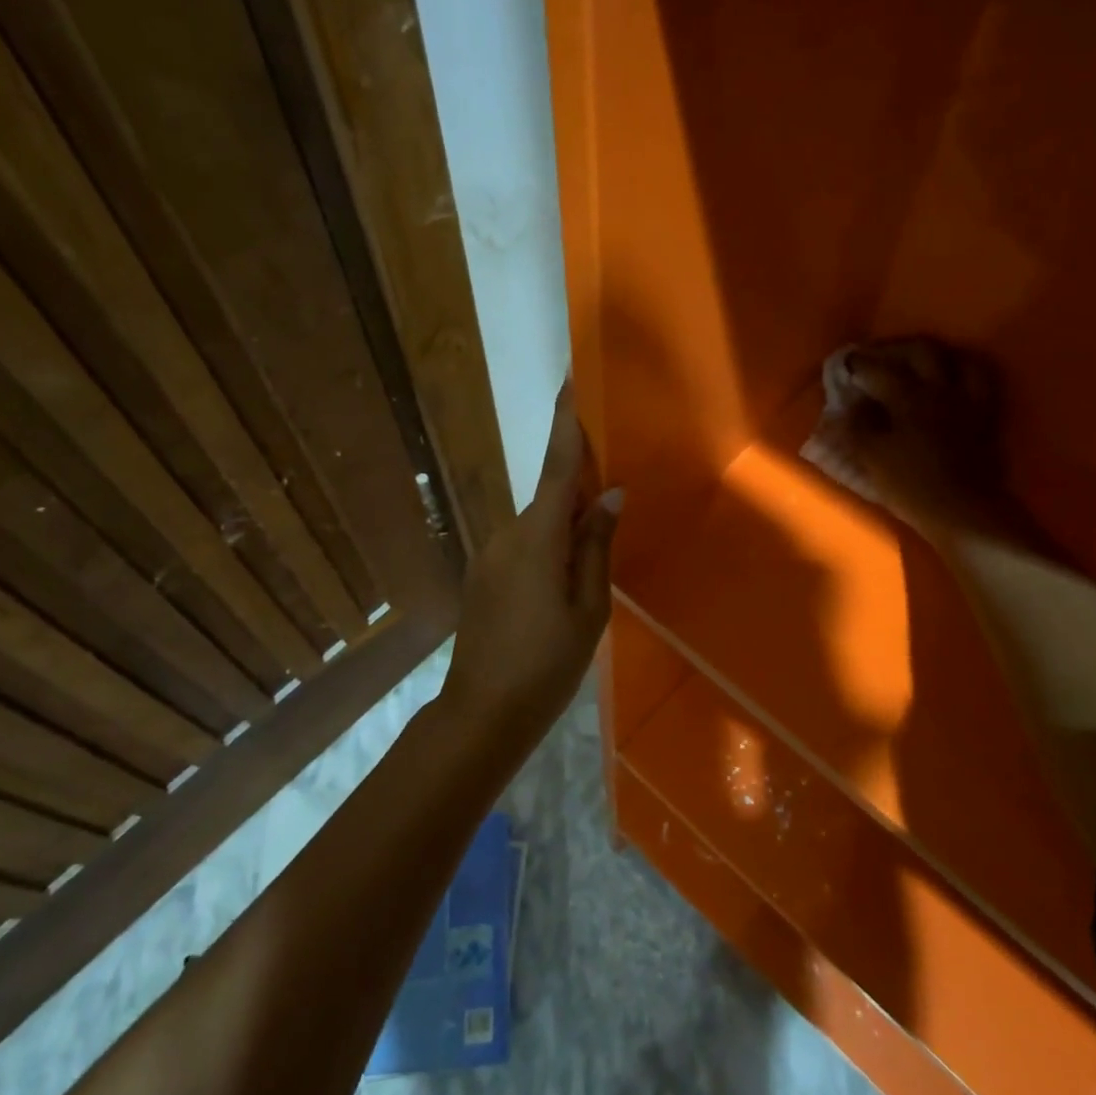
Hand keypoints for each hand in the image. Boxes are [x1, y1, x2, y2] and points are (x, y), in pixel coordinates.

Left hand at [440, 383, 622, 729]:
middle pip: (549, 496)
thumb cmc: (546, 665)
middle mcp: (507, 534)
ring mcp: (489, 554)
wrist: (481, 714)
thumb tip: (611, 495)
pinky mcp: (483, 574)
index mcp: (537, 539)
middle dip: (579, 487)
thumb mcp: (588, 609)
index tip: (568, 380)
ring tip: (592, 558)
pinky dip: (546, 545)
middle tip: (614, 497)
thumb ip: (596, 546)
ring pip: (537, 524)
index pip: (557, 468)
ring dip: (564, 525)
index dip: (564, 423)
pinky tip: (561, 581)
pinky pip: (523, 545)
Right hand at [799, 337, 1007, 535]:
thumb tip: (845, 407)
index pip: (878, 369)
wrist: (964, 513)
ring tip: (920, 364)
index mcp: (908, 396)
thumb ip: (855, 428)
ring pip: (959, 360)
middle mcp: (941, 389)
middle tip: (880, 356)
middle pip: (922, 350)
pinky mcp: (986, 419)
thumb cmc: (911, 485)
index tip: (845, 363)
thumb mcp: (871, 458)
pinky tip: (951, 385)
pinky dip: (963, 375)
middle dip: (897, 348)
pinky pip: (980, 383)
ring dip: (937, 356)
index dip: (858, 364)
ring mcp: (968, 401)